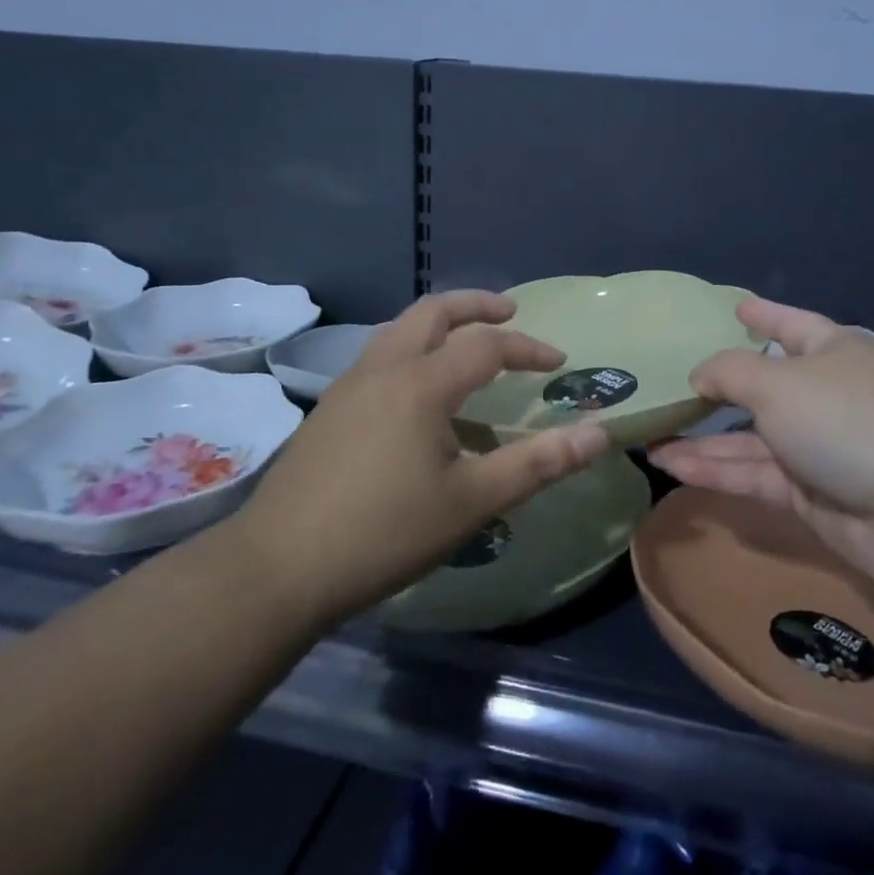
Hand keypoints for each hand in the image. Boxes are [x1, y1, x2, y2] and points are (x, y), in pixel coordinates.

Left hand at [227, 291, 610, 628]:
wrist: (274, 569)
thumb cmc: (382, 532)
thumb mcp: (471, 503)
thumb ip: (537, 464)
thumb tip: (598, 434)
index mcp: (422, 383)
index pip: (488, 345)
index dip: (528, 348)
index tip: (559, 362)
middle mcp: (384, 368)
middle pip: (434, 311)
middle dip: (476, 305)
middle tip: (509, 314)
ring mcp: (349, 384)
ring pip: (400, 328)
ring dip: (440, 324)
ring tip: (466, 346)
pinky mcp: (329, 408)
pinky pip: (381, 355)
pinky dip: (413, 349)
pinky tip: (420, 395)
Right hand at [647, 298, 873, 590]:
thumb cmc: (844, 421)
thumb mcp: (777, 383)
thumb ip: (729, 372)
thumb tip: (700, 375)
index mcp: (833, 352)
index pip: (792, 324)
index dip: (764, 314)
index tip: (736, 308)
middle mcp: (825, 394)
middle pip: (763, 386)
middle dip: (717, 390)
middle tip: (672, 389)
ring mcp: (817, 446)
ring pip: (750, 438)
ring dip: (703, 440)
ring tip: (650, 440)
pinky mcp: (808, 492)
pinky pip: (754, 473)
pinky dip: (716, 470)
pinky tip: (673, 466)